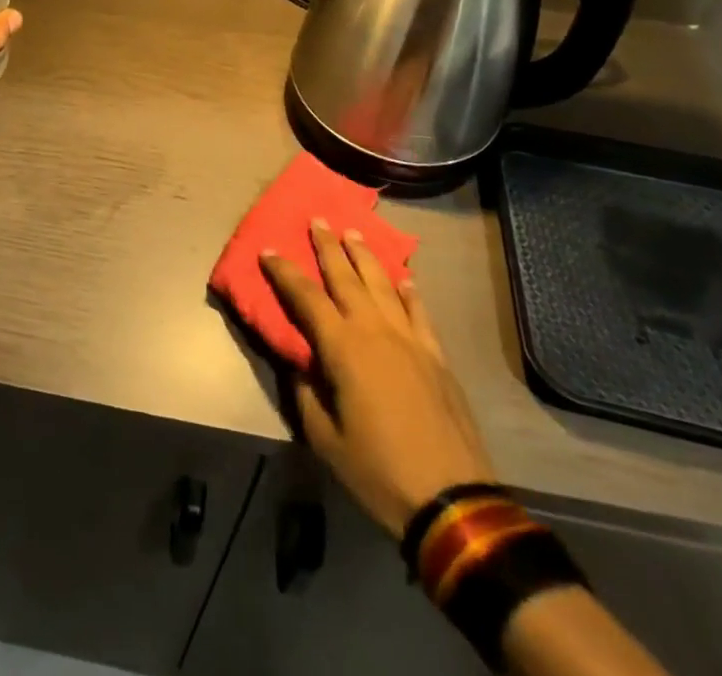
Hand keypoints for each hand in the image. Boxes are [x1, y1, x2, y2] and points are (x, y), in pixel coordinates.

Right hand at [261, 223, 495, 540]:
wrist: (453, 501)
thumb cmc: (377, 470)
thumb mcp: (324, 437)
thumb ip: (306, 391)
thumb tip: (300, 363)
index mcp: (342, 348)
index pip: (305, 297)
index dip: (284, 271)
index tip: (268, 249)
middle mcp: (375, 331)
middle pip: (346, 278)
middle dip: (328, 247)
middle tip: (318, 219)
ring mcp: (410, 341)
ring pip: (383, 285)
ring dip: (366, 257)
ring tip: (354, 234)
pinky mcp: (437, 357)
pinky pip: (420, 313)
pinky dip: (410, 292)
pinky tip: (405, 279)